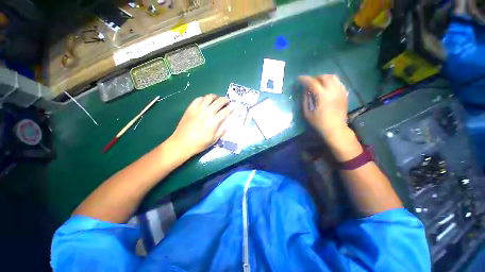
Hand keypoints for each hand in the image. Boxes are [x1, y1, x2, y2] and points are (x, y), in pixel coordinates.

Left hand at [169, 94, 231, 156]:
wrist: (182, 143)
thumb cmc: (200, 143)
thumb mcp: (215, 139)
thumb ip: (222, 128)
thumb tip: (227, 120)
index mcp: (214, 121)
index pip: (226, 111)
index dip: (231, 108)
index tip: (234, 106)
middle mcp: (207, 112)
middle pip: (219, 101)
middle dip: (225, 100)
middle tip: (227, 101)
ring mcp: (198, 108)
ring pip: (209, 97)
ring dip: (215, 97)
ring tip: (217, 99)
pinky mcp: (190, 108)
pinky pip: (199, 98)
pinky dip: (204, 98)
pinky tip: (206, 101)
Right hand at [299, 75, 348, 137]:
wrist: (335, 129)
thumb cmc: (319, 123)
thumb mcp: (307, 113)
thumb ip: (305, 100)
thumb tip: (305, 90)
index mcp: (322, 96)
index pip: (312, 82)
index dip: (304, 79)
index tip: (298, 79)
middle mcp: (332, 91)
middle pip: (324, 77)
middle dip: (314, 77)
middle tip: (309, 82)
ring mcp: (340, 91)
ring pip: (333, 77)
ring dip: (323, 77)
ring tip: (318, 83)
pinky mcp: (344, 94)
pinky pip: (338, 82)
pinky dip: (331, 81)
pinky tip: (327, 87)